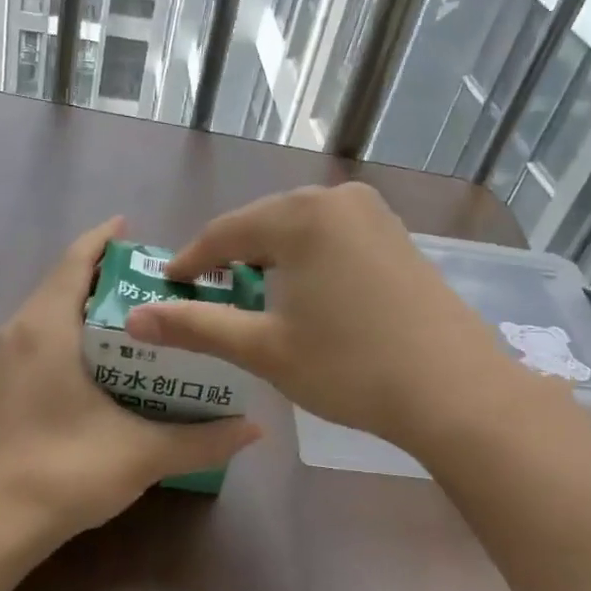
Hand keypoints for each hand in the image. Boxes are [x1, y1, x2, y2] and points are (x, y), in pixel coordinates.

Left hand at [0, 217, 261, 549]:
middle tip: (162, 283)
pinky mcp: (5, 384)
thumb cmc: (64, 472)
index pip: (76, 260)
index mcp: (47, 327)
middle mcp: (21, 331)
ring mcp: (7, 359)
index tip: (142, 233)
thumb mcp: (143, 454)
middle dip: (109, 275)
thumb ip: (203, 439)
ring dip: (91, 304)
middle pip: (65, 281)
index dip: (106, 239)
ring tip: (143, 315)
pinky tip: (111, 359)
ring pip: (52, 310)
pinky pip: (44, 336)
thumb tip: (256, 429)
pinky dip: (76, 331)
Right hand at [125, 184, 547, 455]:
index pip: (224, 232)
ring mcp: (375, 215)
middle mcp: (337, 199)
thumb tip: (134, 319)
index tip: (167, 286)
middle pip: (263, 225)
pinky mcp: (398, 237)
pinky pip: (333, 238)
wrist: (456, 391)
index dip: (191, 261)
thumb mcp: (264, 349)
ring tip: (252, 298)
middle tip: (206, 296)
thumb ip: (197, 326)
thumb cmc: (350, 367)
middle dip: (231, 259)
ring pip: (300, 230)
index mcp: (300, 216)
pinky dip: (308, 261)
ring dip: (271, 260)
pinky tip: (306, 295)